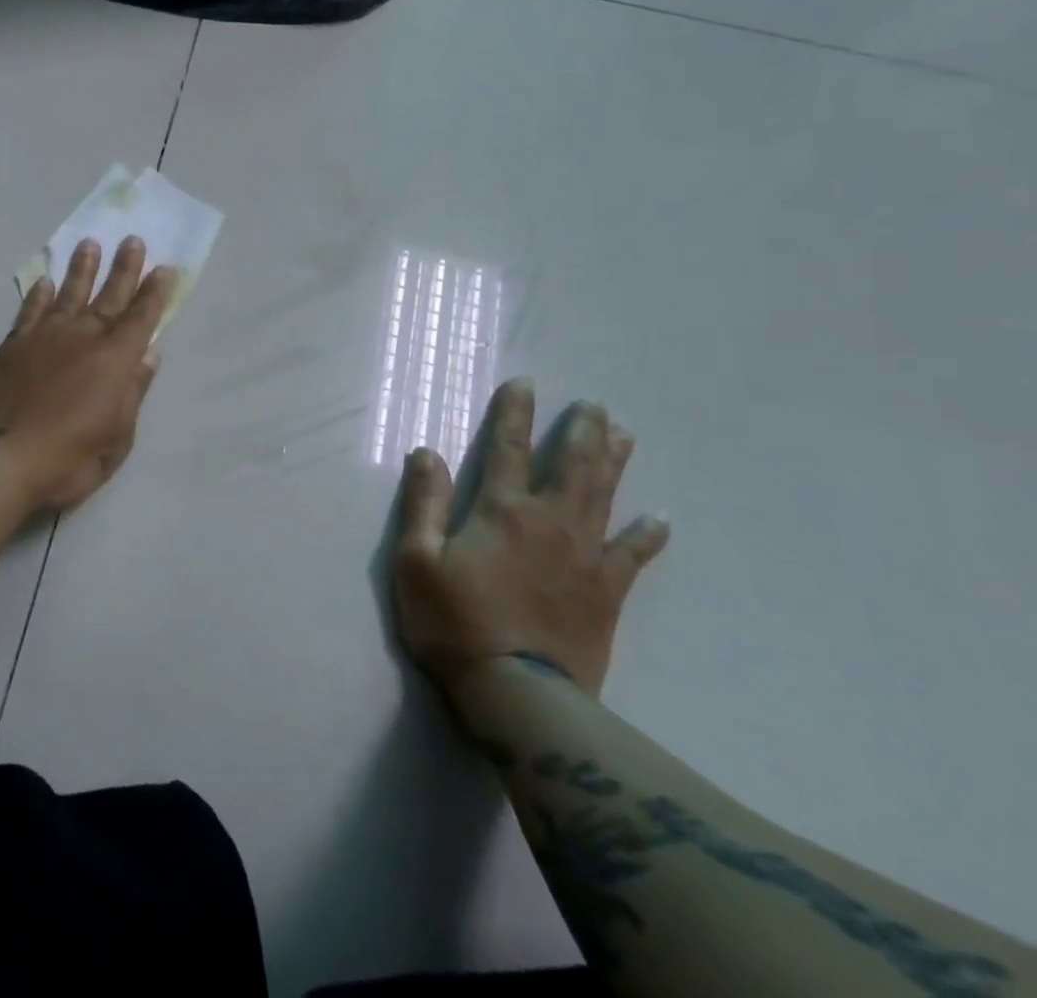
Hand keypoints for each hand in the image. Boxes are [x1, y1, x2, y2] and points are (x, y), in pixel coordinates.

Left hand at [0, 237, 175, 512]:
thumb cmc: (67, 460)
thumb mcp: (117, 439)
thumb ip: (133, 393)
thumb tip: (150, 355)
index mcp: (114, 362)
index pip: (140, 319)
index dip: (154, 294)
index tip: (164, 268)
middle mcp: (82, 340)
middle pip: (108, 298)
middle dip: (123, 269)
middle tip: (132, 239)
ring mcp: (44, 339)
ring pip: (67, 295)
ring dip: (81, 270)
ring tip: (88, 244)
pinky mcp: (13, 346)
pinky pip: (30, 312)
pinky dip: (38, 295)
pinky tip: (44, 282)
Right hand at [391, 379, 669, 705]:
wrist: (517, 693)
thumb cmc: (453, 621)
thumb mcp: (416, 559)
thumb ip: (423, 502)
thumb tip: (426, 452)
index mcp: (501, 510)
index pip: (508, 447)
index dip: (515, 413)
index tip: (527, 384)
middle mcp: (549, 522)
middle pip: (570, 465)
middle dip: (581, 430)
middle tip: (595, 404)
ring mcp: (585, 556)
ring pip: (605, 497)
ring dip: (614, 463)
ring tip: (625, 434)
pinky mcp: (607, 592)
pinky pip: (633, 555)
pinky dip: (648, 534)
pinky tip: (661, 518)